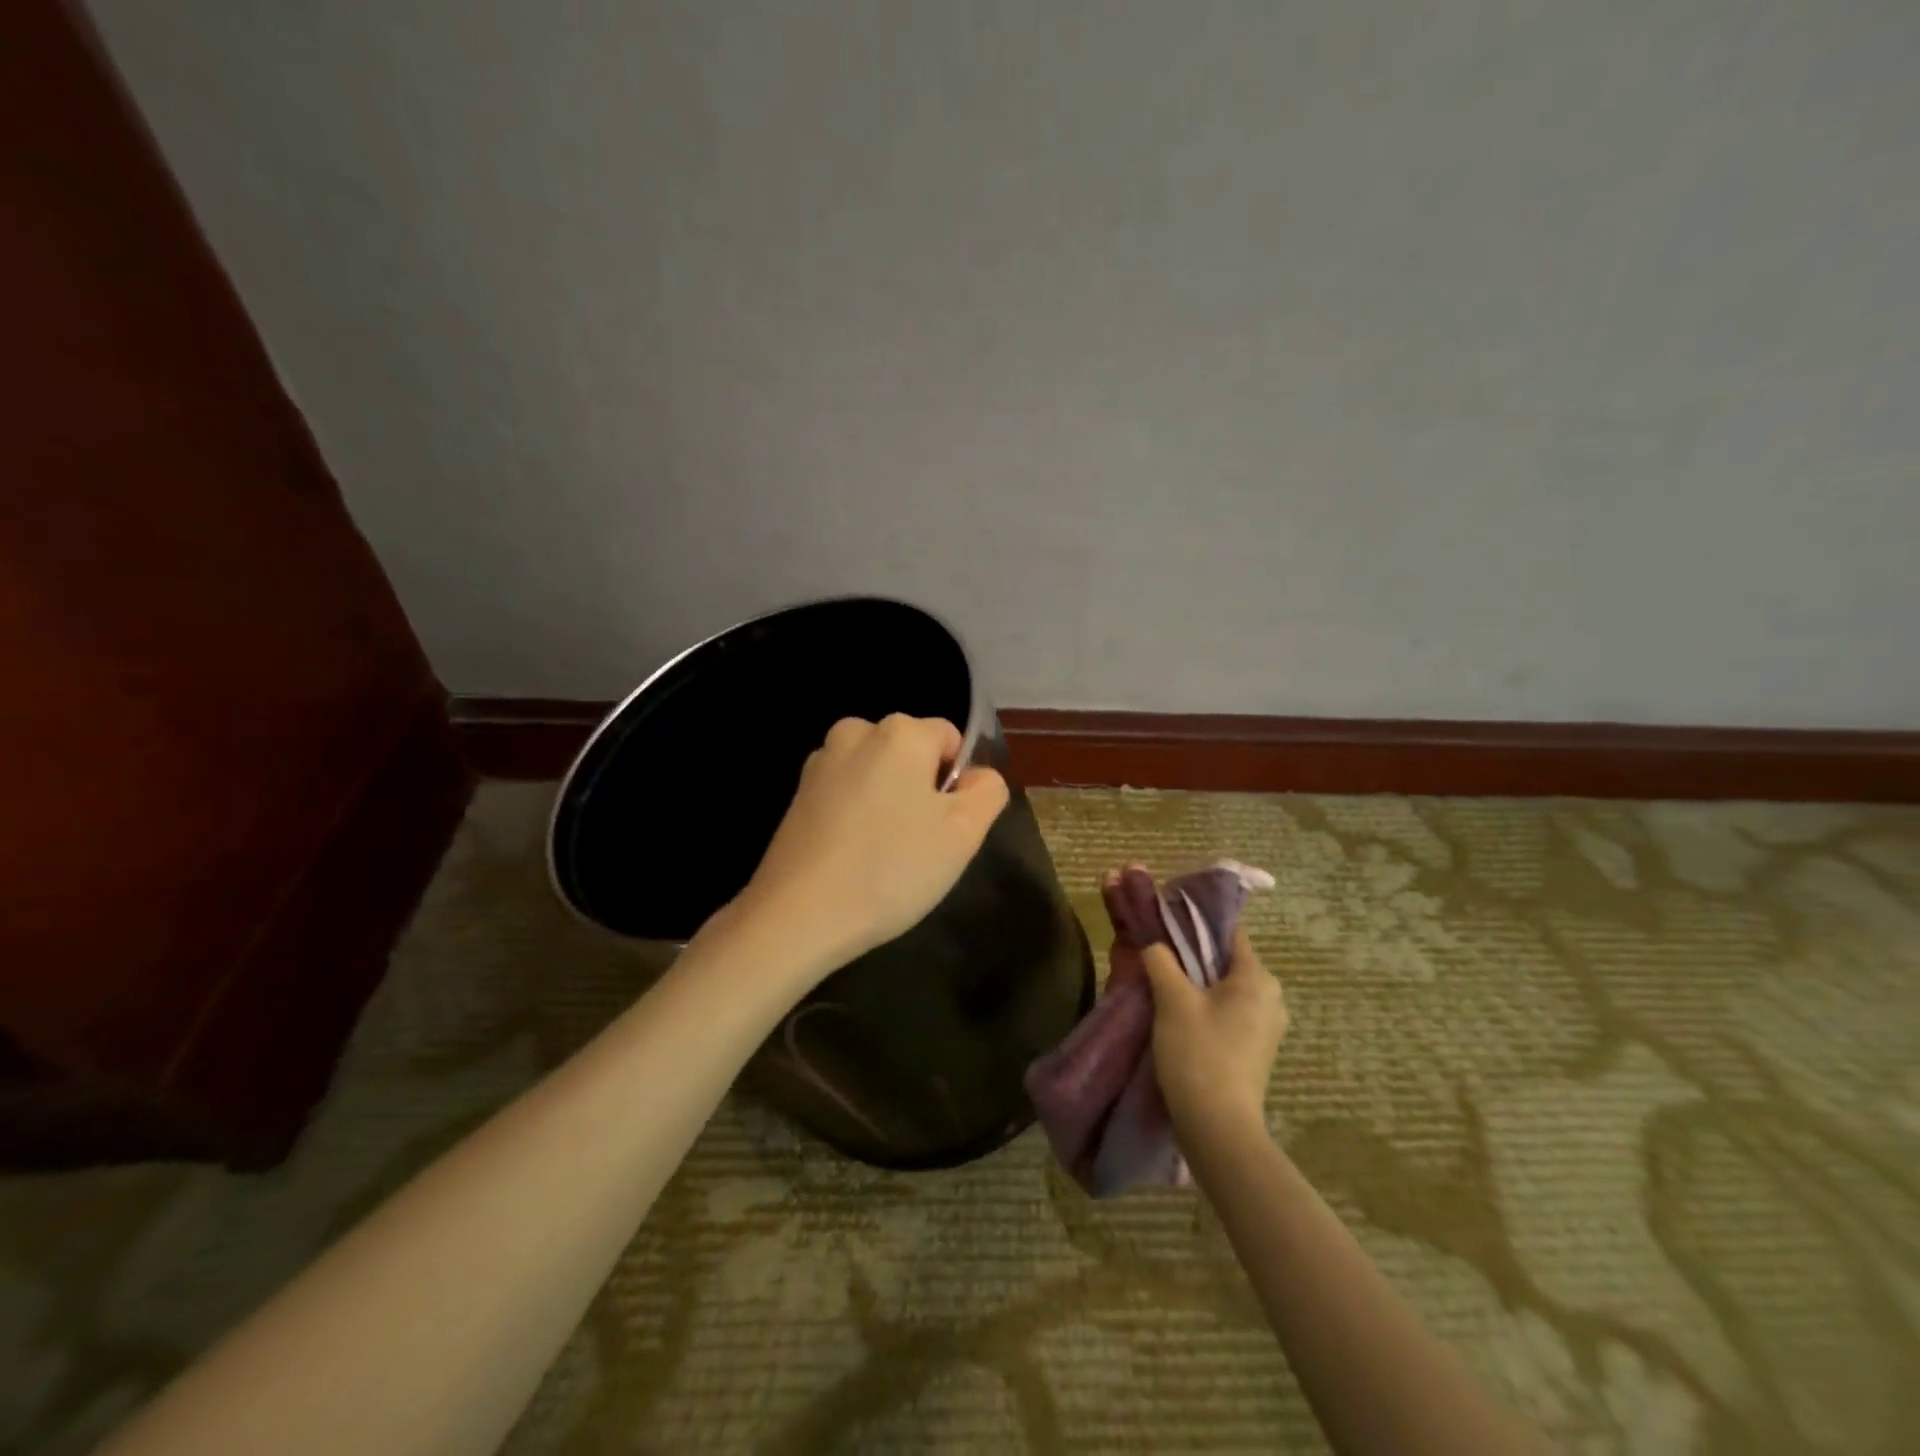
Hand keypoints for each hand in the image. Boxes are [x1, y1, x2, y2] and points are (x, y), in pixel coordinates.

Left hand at [732, 714, 1009, 976]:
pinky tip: (852, 857)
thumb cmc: (892, 868)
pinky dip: (856, 816)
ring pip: (877, 774)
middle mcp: (857, 733)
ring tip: (883, 854)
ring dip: (888, 802)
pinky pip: (846, 793)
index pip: (950, 739)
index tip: (946, 826)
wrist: (799, 914)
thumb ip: (987, 791)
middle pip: (910, 753)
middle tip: (919, 844)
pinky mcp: (797, 794)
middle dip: (921, 789)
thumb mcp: (964, 834)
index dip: (957, 782)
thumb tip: (977, 776)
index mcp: (900, 732)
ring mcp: (821, 762)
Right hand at [1138, 929, 1287, 1139]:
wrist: (1219, 1129)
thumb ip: (1161, 961)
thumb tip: (1154, 943)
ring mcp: (1268, 1026)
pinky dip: (1207, 1009)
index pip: (1229, 932)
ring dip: (1197, 985)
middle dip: (1192, 958)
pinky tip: (1179, 1019)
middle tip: (1157, 960)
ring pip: (1226, 989)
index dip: (1196, 925)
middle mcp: (1271, 997)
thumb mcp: (1172, 1000)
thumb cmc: (1199, 1054)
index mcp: (1258, 978)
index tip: (1165, 926)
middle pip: (1226, 961)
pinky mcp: (1257, 1050)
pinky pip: (1230, 1013)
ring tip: (1163, 990)